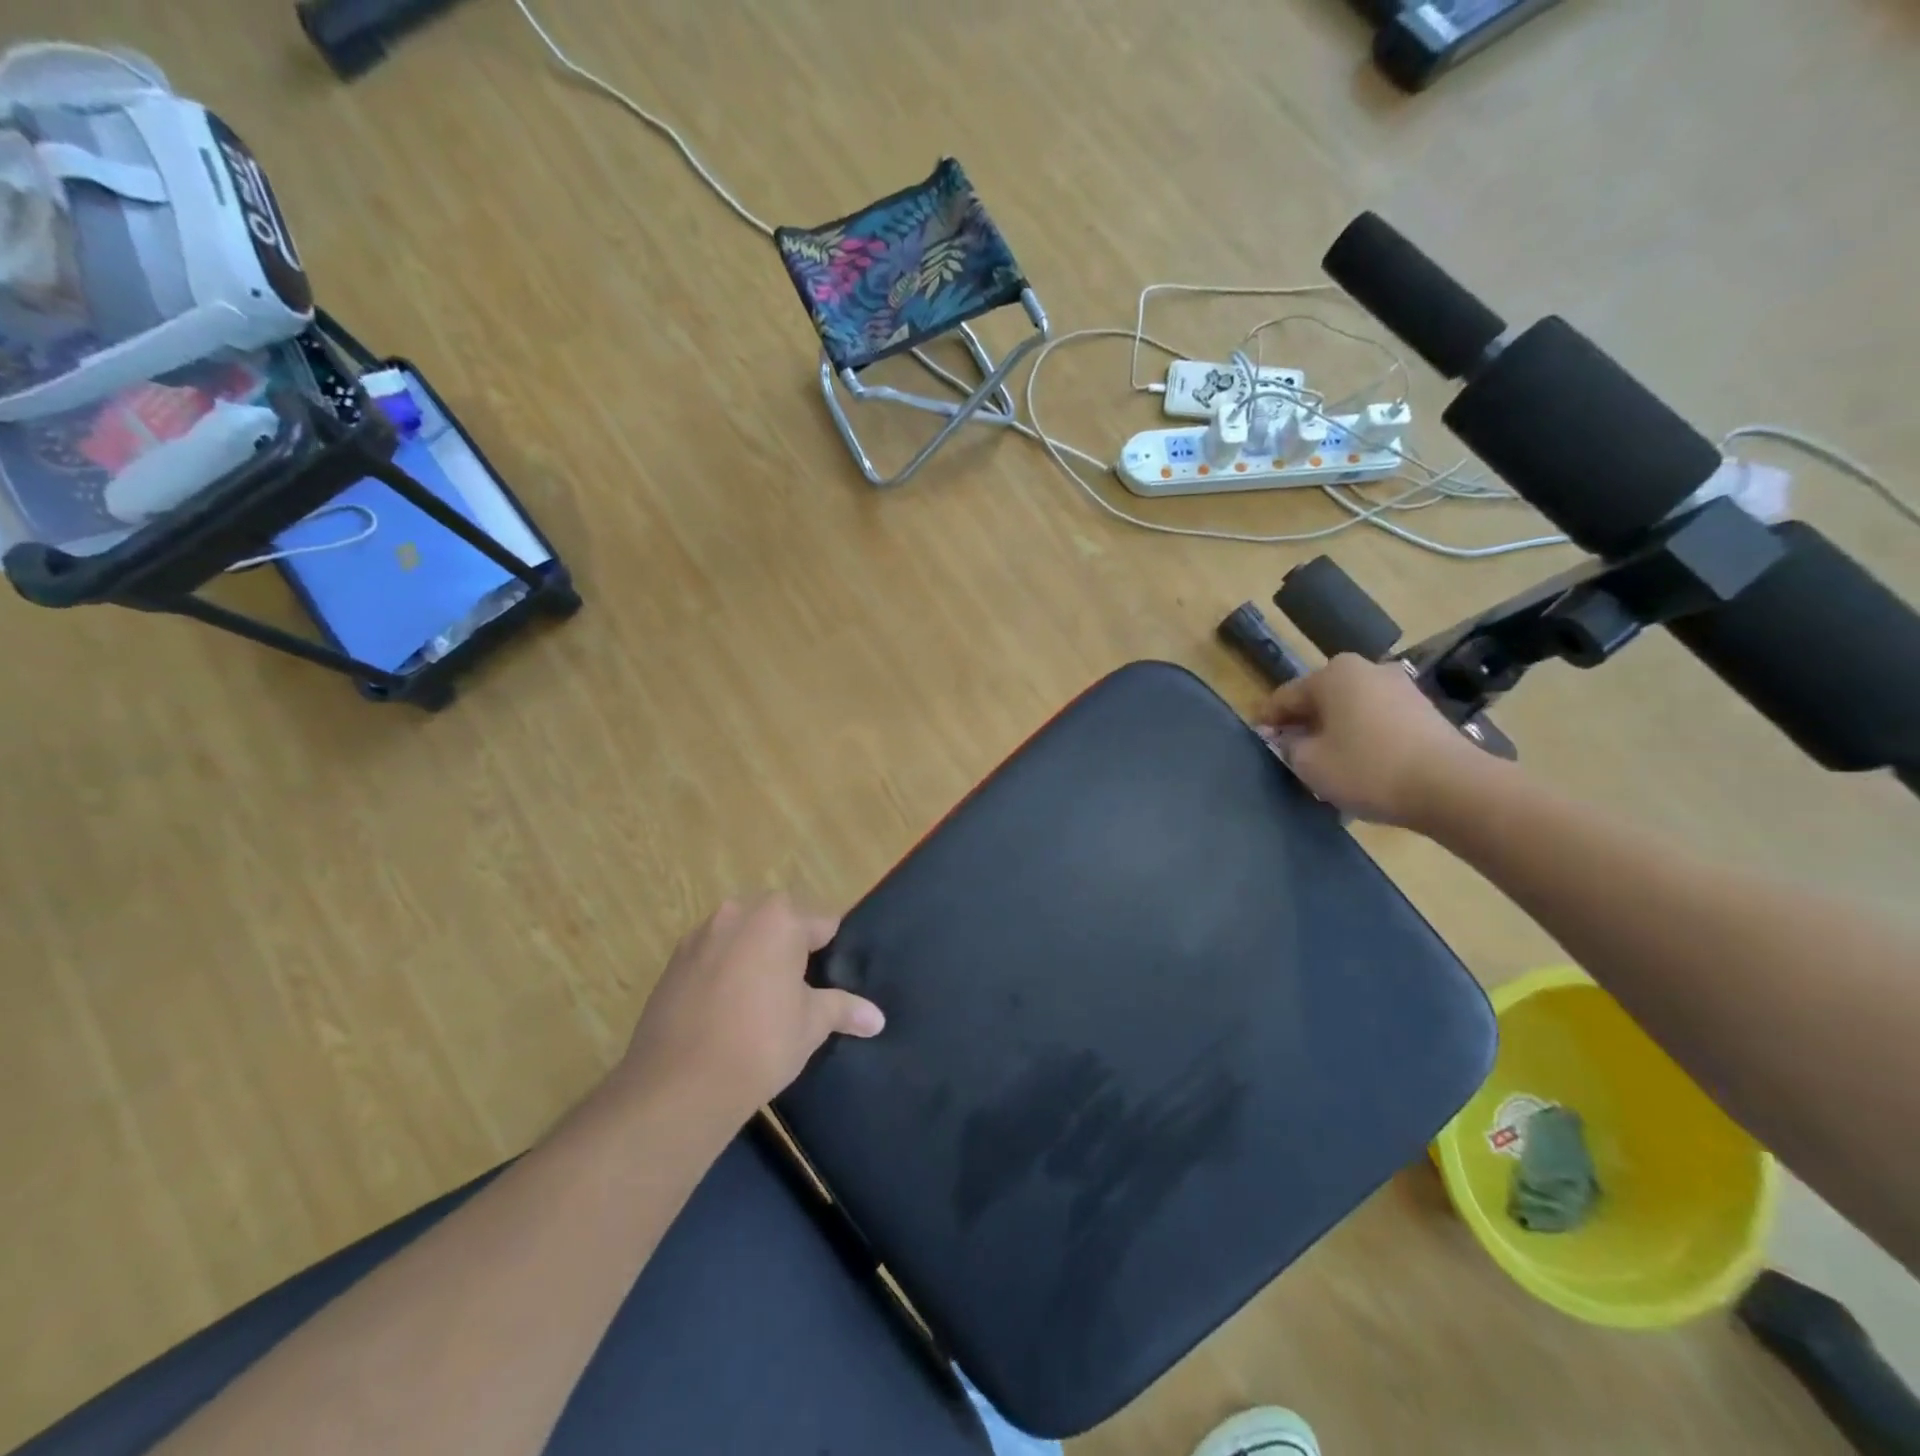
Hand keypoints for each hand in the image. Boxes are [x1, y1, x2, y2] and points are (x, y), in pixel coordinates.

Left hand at [616, 894, 884, 1128]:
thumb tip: (877, 1019)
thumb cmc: (761, 1043)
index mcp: (779, 919)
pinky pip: (711, 955)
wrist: (679, 1085)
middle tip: (798, 991)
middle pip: (778, 921)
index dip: (831, 951)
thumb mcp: (811, 1025)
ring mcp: (700, 935)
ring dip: (753, 955)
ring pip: (742, 935)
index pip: (823, 923)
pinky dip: (722, 971)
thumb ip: (844, 1009)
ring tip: (759, 1002)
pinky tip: (725, 1010)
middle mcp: (738, 913)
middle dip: (789, 948)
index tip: (831, 981)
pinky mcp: (672, 961)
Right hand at [1255, 654, 1482, 826]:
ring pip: (1350, 709)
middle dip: (1304, 724)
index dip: (1267, 720)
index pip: (1285, 696)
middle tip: (1290, 753)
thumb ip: (1289, 746)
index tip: (1257, 740)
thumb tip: (1290, 738)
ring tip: (1326, 763)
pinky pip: (1377, 721)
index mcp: (1333, 674)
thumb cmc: (1367, 768)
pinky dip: (1362, 737)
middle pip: (1321, 699)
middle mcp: (1367, 669)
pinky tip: (1359, 764)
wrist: (1450, 787)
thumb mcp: (1309, 763)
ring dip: (1334, 731)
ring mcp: (1400, 687)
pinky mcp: (1424, 710)